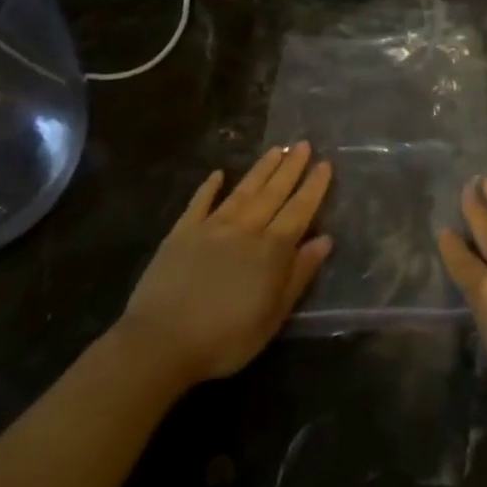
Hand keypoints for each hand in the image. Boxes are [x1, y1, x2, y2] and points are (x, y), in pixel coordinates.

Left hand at [117, 143, 333, 384]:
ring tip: (276, 148)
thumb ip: (299, 274)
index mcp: (271, 250)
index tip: (325, 164)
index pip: (299, 211)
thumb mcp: (273, 315)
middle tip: (303, 144)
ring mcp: (212, 227)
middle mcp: (246, 229)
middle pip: (273, 193)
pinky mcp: (181, 233)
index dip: (313, 187)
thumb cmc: (225, 338)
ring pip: (243, 191)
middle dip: (291, 167)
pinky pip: (199, 203)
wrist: (160, 342)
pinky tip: (219, 173)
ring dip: (261, 169)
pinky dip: (209, 187)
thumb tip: (324, 239)